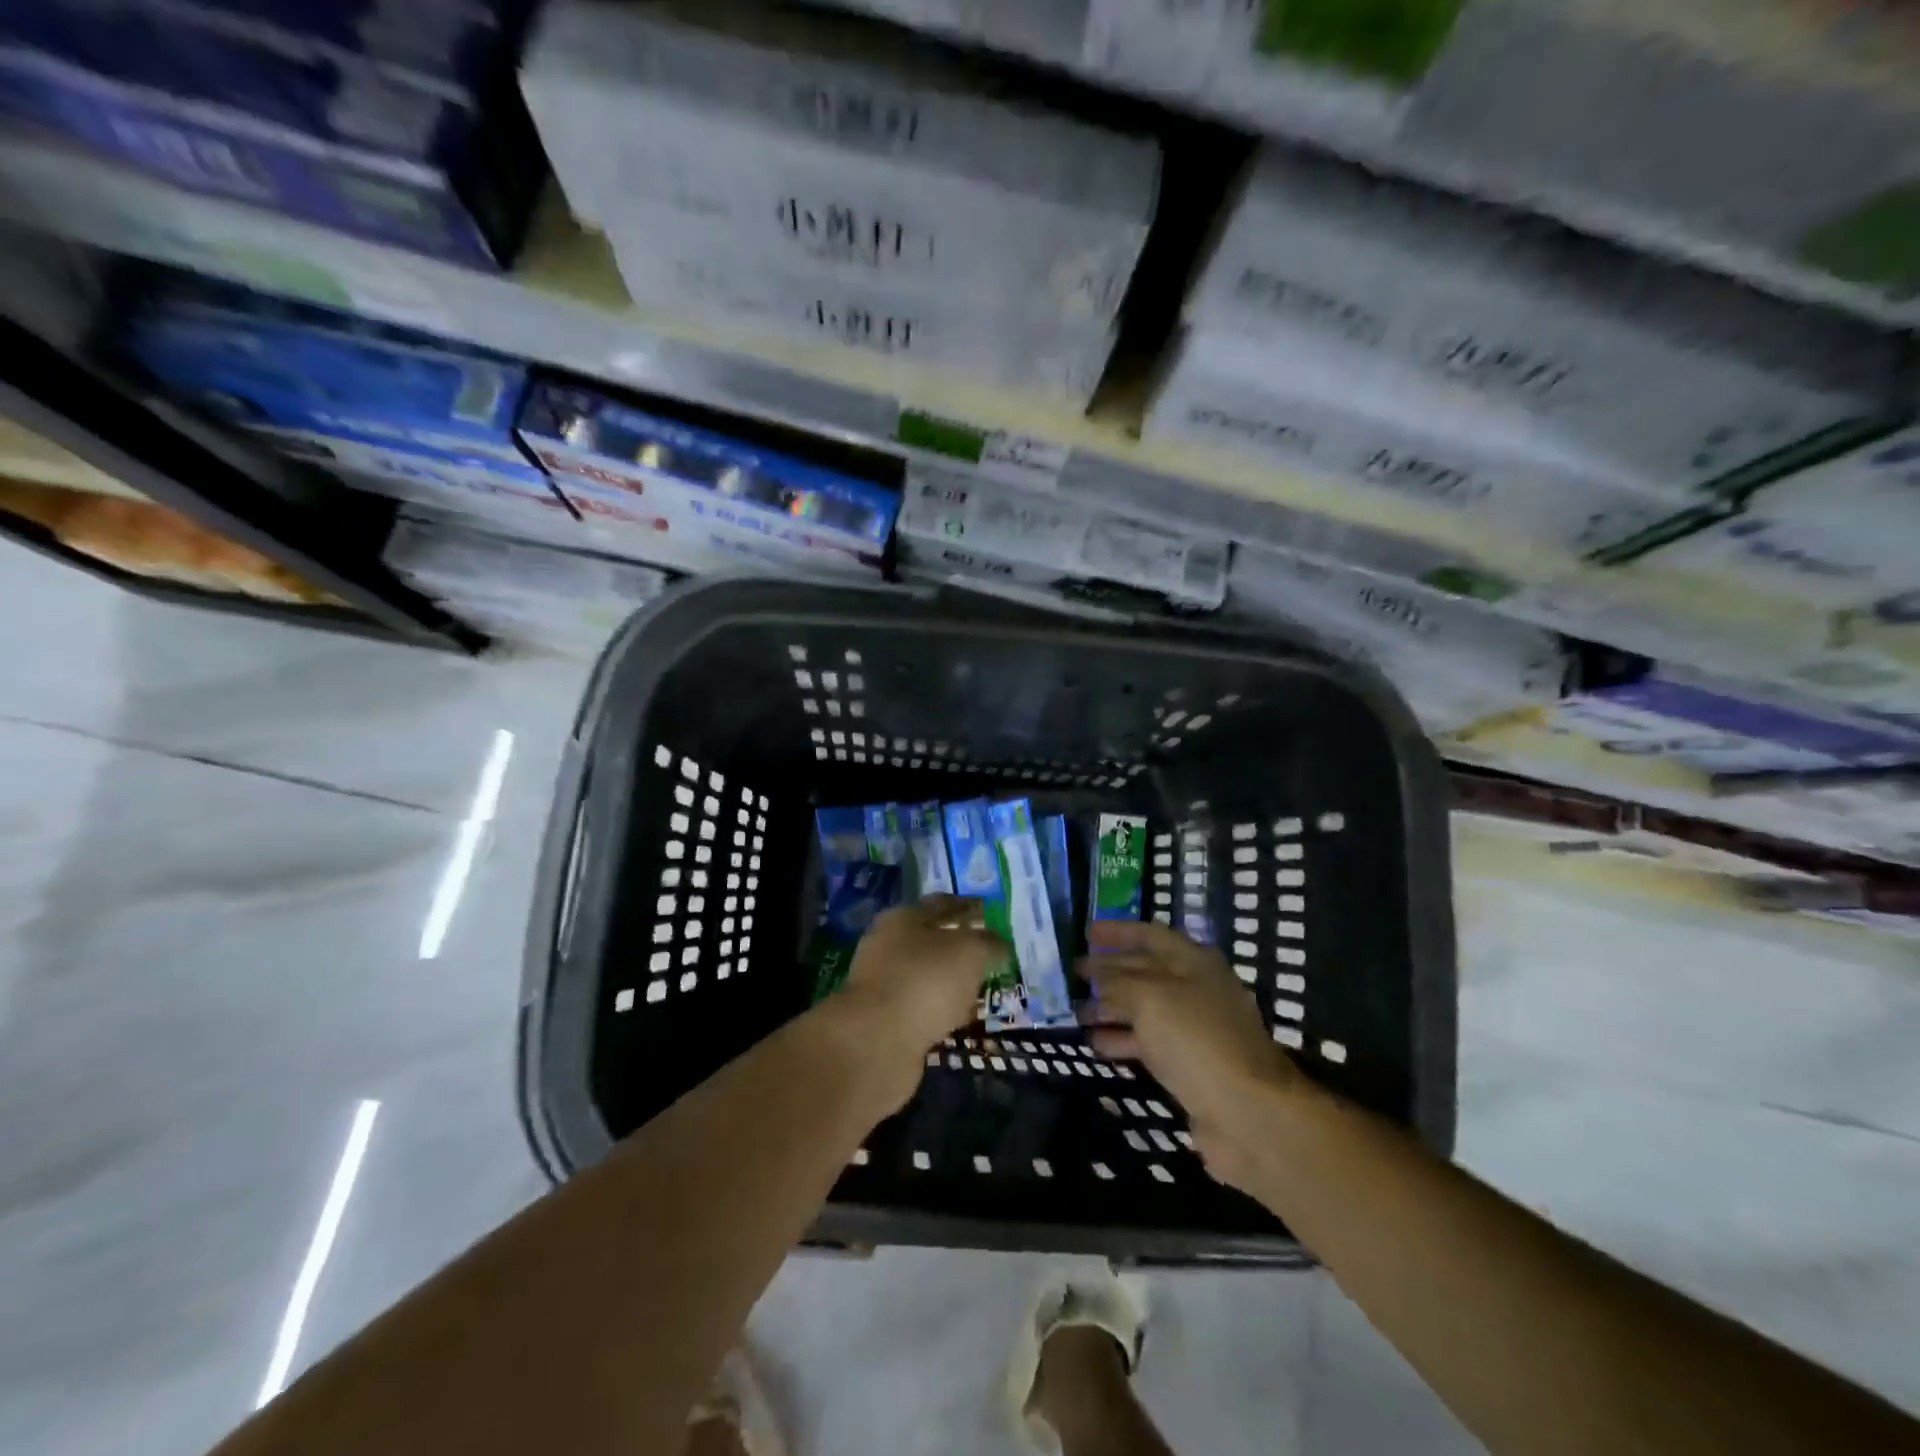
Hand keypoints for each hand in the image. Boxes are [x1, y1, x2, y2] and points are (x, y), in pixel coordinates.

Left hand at [841, 893, 1004, 1057]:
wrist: (877, 1042)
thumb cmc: (926, 981)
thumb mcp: (970, 952)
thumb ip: (989, 944)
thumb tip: (999, 945)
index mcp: (904, 918)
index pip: (942, 904)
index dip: (969, 907)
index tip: (992, 915)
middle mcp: (888, 945)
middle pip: (932, 940)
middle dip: (961, 947)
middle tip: (991, 956)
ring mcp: (884, 984)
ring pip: (927, 976)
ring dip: (951, 982)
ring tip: (981, 990)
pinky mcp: (885, 1019)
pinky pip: (922, 1008)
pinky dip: (941, 1010)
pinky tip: (960, 1019)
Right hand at [1080, 920, 1304, 1190]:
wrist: (1247, 1114)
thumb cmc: (1197, 1040)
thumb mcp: (1150, 999)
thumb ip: (1118, 983)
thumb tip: (1098, 978)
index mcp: (1194, 962)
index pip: (1150, 935)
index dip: (1118, 932)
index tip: (1086, 934)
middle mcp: (1196, 990)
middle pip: (1145, 971)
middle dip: (1109, 971)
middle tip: (1073, 974)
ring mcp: (1195, 1029)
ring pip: (1145, 1009)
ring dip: (1110, 1008)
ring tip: (1076, 1012)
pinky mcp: (1190, 1065)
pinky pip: (1149, 1043)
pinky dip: (1122, 1040)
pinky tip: (1095, 1044)